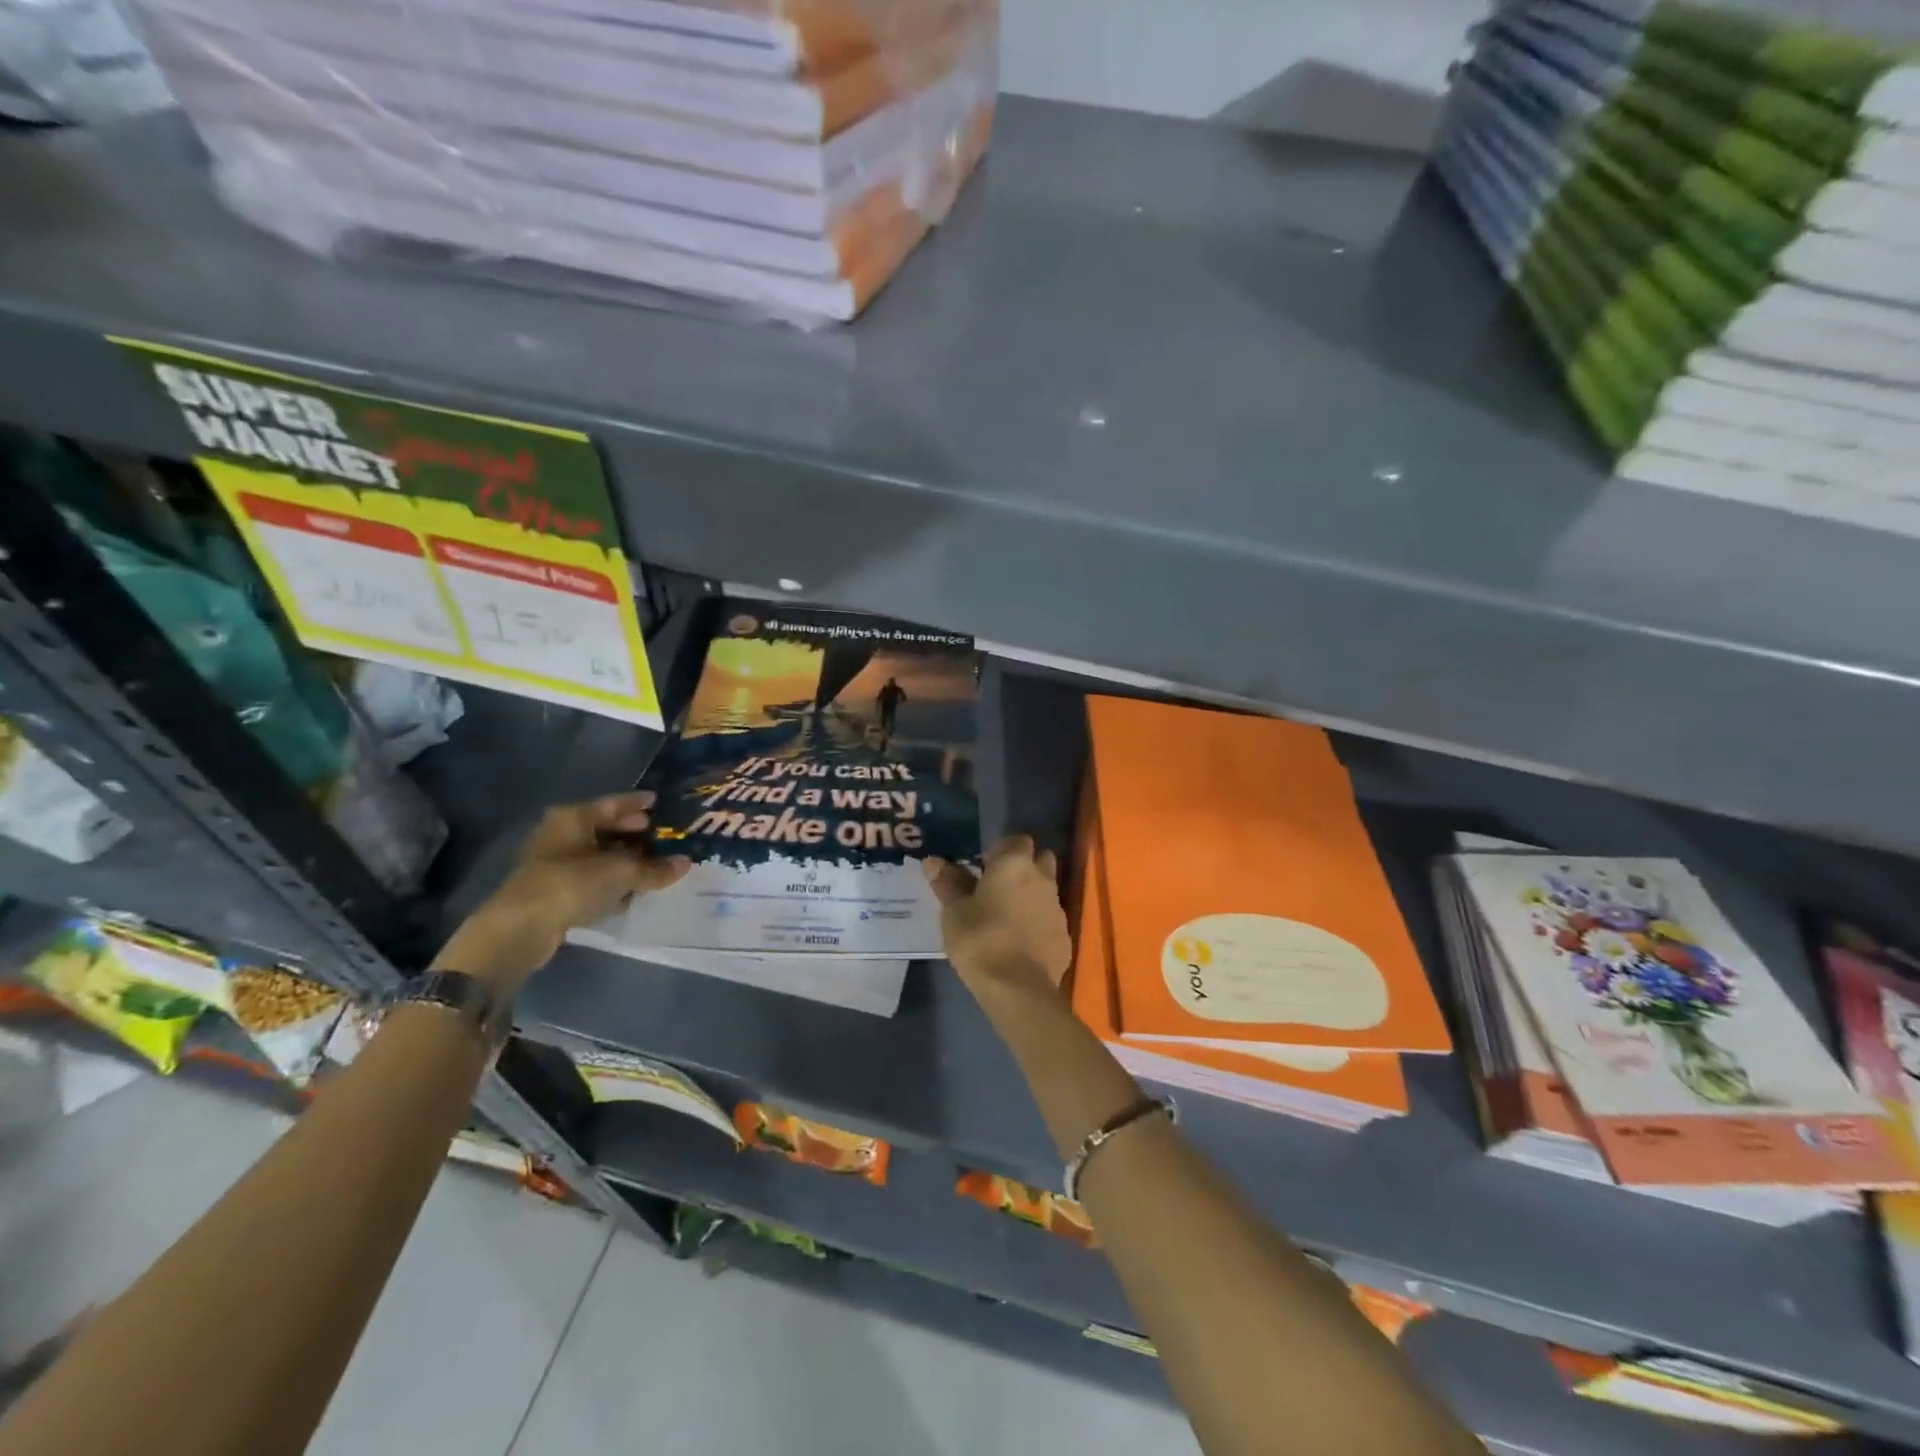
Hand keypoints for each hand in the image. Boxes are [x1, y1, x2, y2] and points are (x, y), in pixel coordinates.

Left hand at [434, 792, 689, 992]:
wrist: (521, 928)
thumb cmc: (572, 884)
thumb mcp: (622, 873)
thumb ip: (655, 868)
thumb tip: (685, 862)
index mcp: (574, 817)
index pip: (613, 803)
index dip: (638, 803)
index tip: (659, 803)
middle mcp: (561, 833)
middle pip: (603, 826)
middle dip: (631, 830)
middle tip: (658, 833)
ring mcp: (553, 861)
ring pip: (596, 852)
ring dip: (621, 857)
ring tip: (650, 862)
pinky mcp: (551, 888)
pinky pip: (589, 875)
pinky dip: (608, 877)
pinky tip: (628, 886)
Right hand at [924, 835, 1071, 1001]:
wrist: (1018, 989)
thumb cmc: (980, 940)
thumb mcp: (954, 912)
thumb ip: (947, 882)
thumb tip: (932, 860)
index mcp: (1015, 864)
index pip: (1017, 839)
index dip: (1001, 849)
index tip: (984, 866)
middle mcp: (1042, 878)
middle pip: (1040, 859)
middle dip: (1023, 866)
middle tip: (997, 886)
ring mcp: (1057, 907)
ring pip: (1047, 889)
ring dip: (1031, 894)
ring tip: (1006, 915)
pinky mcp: (1065, 935)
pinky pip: (1050, 918)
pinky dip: (1038, 922)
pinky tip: (1020, 941)